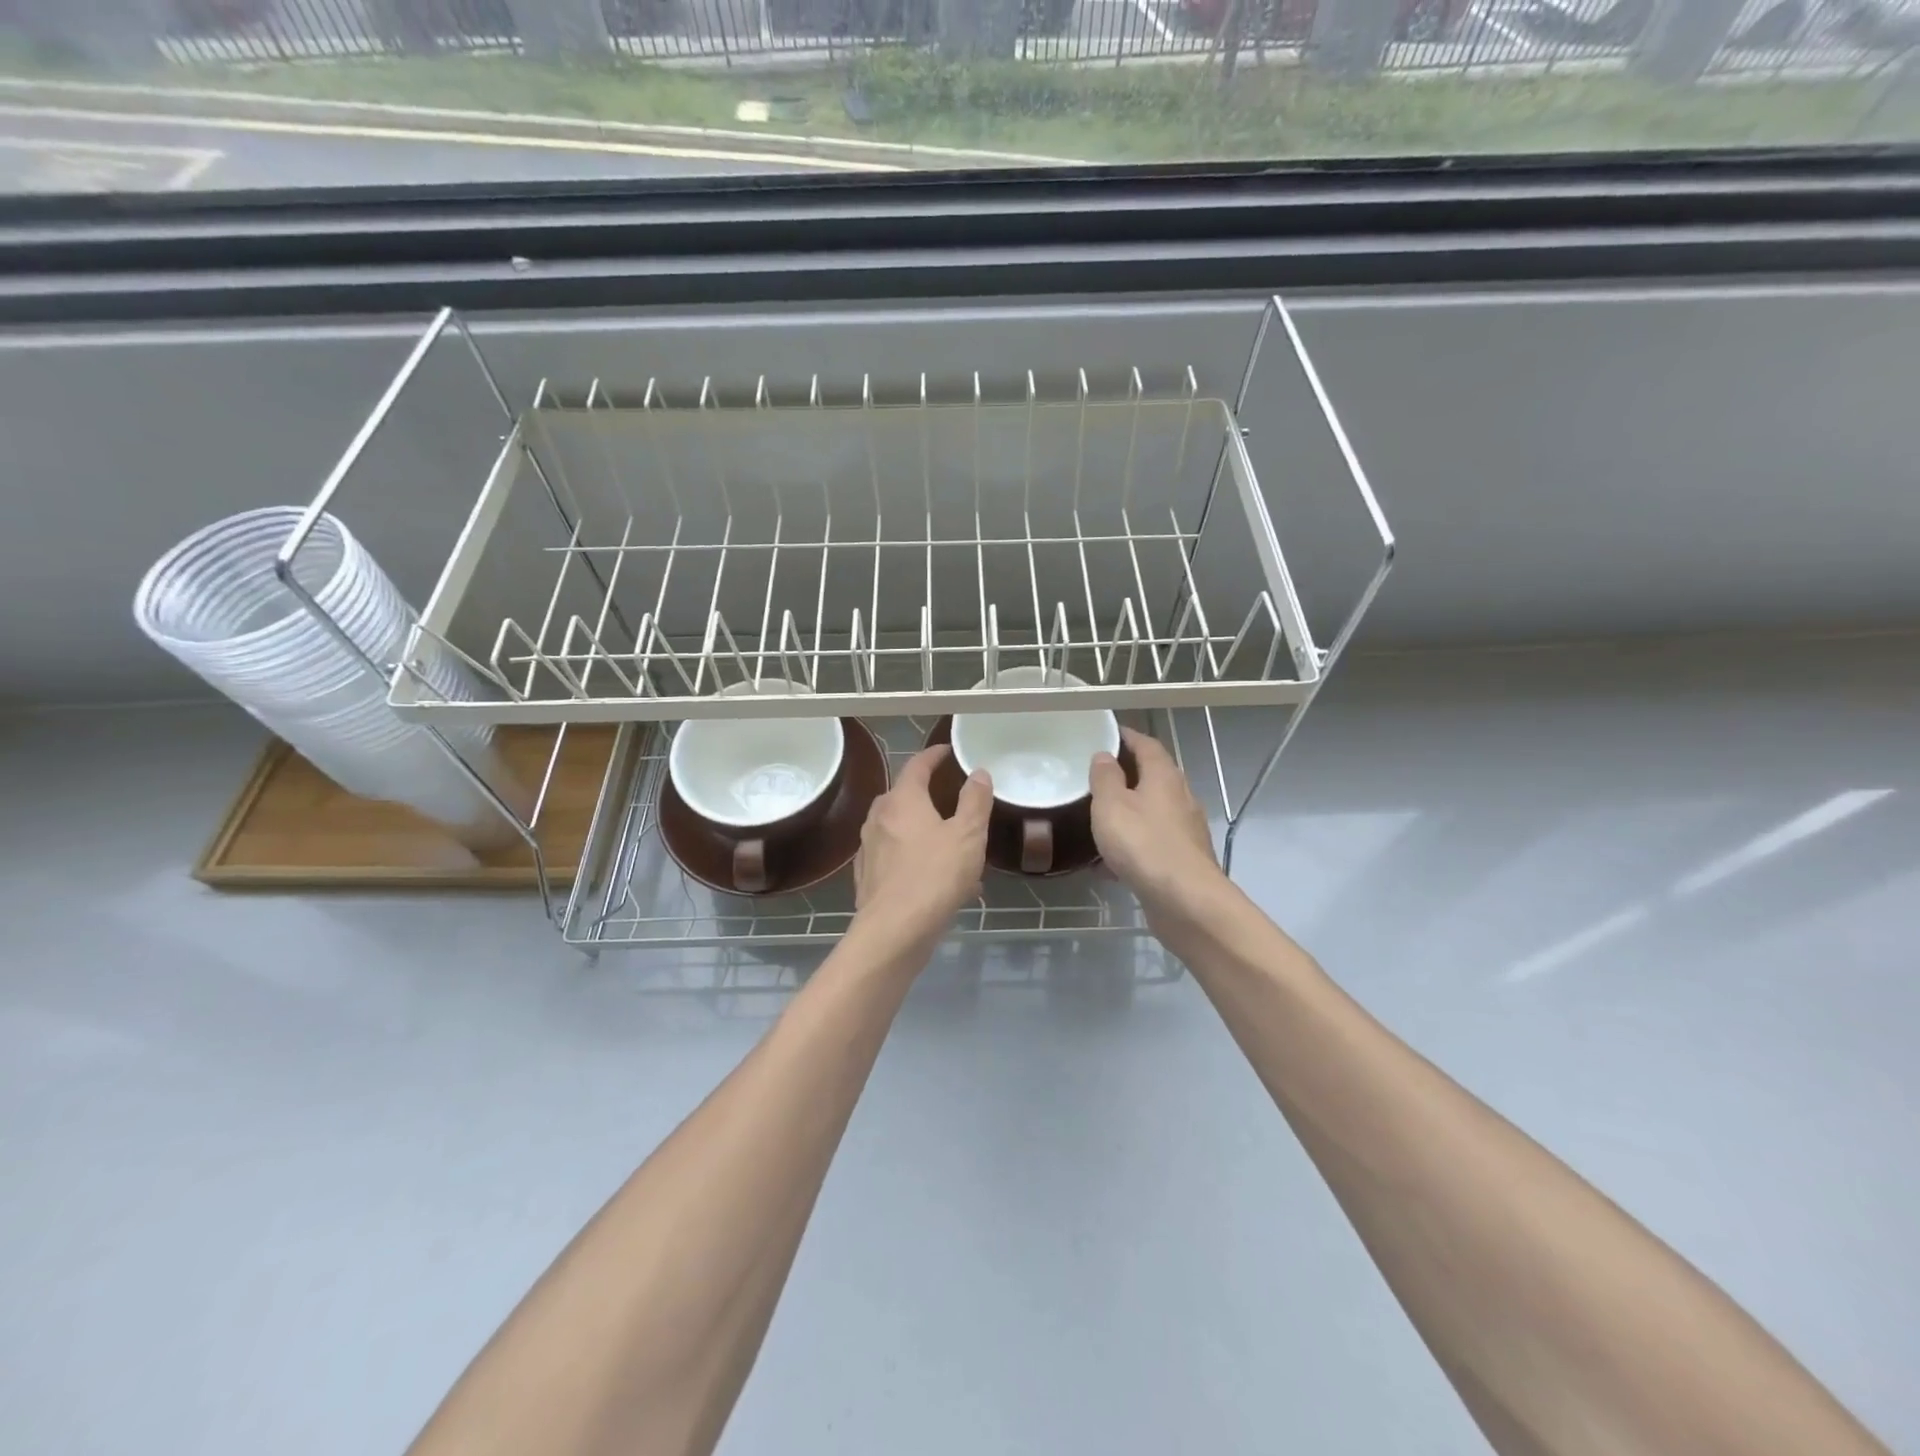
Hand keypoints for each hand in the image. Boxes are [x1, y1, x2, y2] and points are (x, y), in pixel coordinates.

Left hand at [852, 745, 991, 948]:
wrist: (894, 931)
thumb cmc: (935, 876)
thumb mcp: (968, 835)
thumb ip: (975, 801)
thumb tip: (979, 773)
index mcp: (902, 800)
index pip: (917, 766)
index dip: (933, 756)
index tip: (947, 752)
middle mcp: (879, 818)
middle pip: (904, 796)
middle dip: (927, 795)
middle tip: (952, 800)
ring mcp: (869, 848)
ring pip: (900, 830)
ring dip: (924, 832)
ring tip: (952, 848)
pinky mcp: (868, 877)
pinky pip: (896, 858)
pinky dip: (915, 859)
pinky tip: (937, 881)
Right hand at [1090, 727, 1222, 919]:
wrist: (1185, 901)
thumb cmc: (1143, 844)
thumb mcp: (1111, 805)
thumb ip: (1105, 778)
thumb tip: (1104, 756)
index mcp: (1164, 776)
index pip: (1147, 744)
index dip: (1127, 737)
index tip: (1106, 735)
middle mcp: (1180, 797)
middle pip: (1153, 777)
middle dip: (1126, 775)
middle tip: (1095, 777)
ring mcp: (1185, 830)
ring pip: (1152, 812)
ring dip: (1128, 812)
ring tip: (1098, 819)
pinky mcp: (1183, 859)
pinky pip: (1152, 842)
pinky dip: (1132, 845)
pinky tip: (1108, 863)